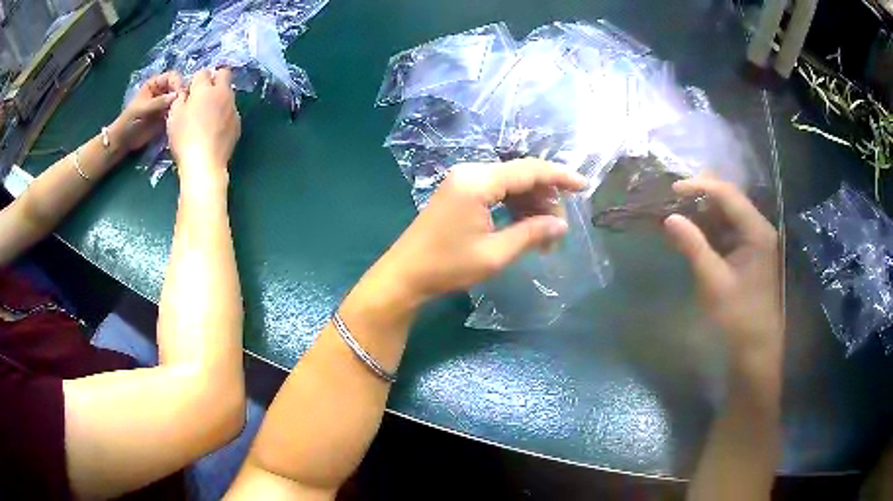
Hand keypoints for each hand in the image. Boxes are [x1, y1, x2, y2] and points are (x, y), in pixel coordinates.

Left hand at [116, 72, 181, 151]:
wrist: (124, 140)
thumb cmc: (129, 121)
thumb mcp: (142, 109)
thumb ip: (158, 102)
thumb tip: (176, 95)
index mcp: (155, 83)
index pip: (172, 76)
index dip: (177, 83)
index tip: (180, 94)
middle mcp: (162, 91)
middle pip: (178, 87)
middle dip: (182, 94)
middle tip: (184, 105)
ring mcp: (165, 104)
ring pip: (179, 100)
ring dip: (181, 105)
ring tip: (181, 114)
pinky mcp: (167, 116)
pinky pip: (177, 112)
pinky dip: (179, 115)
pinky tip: (178, 120)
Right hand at [168, 68, 240, 187]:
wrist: (205, 163)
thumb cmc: (184, 138)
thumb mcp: (174, 117)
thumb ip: (180, 99)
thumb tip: (186, 93)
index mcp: (205, 89)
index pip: (203, 73)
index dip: (195, 81)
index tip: (190, 93)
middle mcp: (223, 93)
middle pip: (223, 74)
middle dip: (214, 79)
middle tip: (203, 95)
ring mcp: (233, 107)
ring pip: (228, 93)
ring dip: (220, 97)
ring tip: (208, 115)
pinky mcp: (238, 122)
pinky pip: (231, 111)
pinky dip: (224, 113)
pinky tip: (216, 128)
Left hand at [380, 159, 586, 302]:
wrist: (404, 275)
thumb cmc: (447, 266)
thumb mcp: (494, 254)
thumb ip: (531, 234)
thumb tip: (561, 225)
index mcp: (478, 181)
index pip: (529, 170)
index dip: (560, 177)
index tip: (584, 186)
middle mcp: (470, 172)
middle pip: (520, 175)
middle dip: (545, 199)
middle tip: (558, 230)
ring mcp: (462, 180)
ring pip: (509, 184)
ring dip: (530, 206)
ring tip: (544, 237)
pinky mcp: (459, 192)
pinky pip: (495, 192)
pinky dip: (513, 207)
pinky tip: (524, 228)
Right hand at [664, 178, 782, 372]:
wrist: (756, 348)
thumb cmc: (738, 316)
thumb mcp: (714, 282)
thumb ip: (693, 246)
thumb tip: (669, 218)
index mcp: (756, 231)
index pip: (727, 194)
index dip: (700, 186)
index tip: (673, 189)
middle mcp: (758, 228)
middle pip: (729, 199)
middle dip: (702, 195)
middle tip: (674, 198)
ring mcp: (754, 240)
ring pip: (728, 214)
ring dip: (704, 211)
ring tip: (679, 212)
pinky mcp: (748, 253)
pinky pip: (728, 230)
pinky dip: (710, 228)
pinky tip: (694, 232)